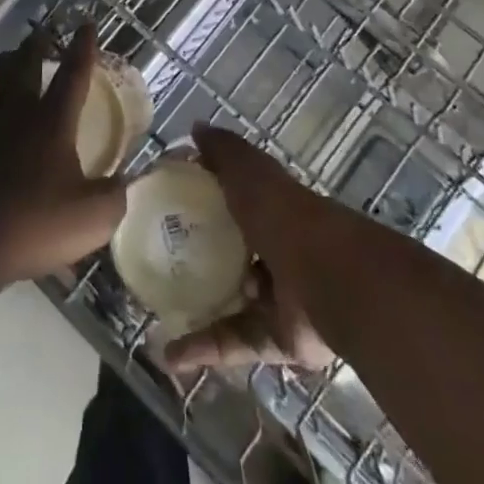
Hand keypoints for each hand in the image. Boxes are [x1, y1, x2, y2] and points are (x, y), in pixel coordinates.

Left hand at [0, 23, 126, 290]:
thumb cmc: (33, 224)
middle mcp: (14, 116)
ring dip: (4, 72)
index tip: (85, 24)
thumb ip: (115, 196)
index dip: (83, 50)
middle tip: (39, 35)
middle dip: (35, 49)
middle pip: (25, 70)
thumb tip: (127, 181)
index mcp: (51, 123)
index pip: (72, 76)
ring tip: (9, 64)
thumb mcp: (91, 218)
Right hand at [164, 124, 336, 373]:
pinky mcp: (275, 339)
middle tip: (153, 262)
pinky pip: (233, 342)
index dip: (202, 200)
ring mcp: (276, 297)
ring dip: (195, 307)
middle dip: (196, 257)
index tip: (164, 205)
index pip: (232, 200)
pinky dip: (202, 350)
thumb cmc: (284, 216)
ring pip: (229, 302)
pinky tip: (169, 355)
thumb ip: (224, 152)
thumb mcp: (250, 173)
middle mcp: (273, 251)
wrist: (331, 281)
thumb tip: (195, 128)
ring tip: (152, 312)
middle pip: (230, 252)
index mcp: (269, 209)